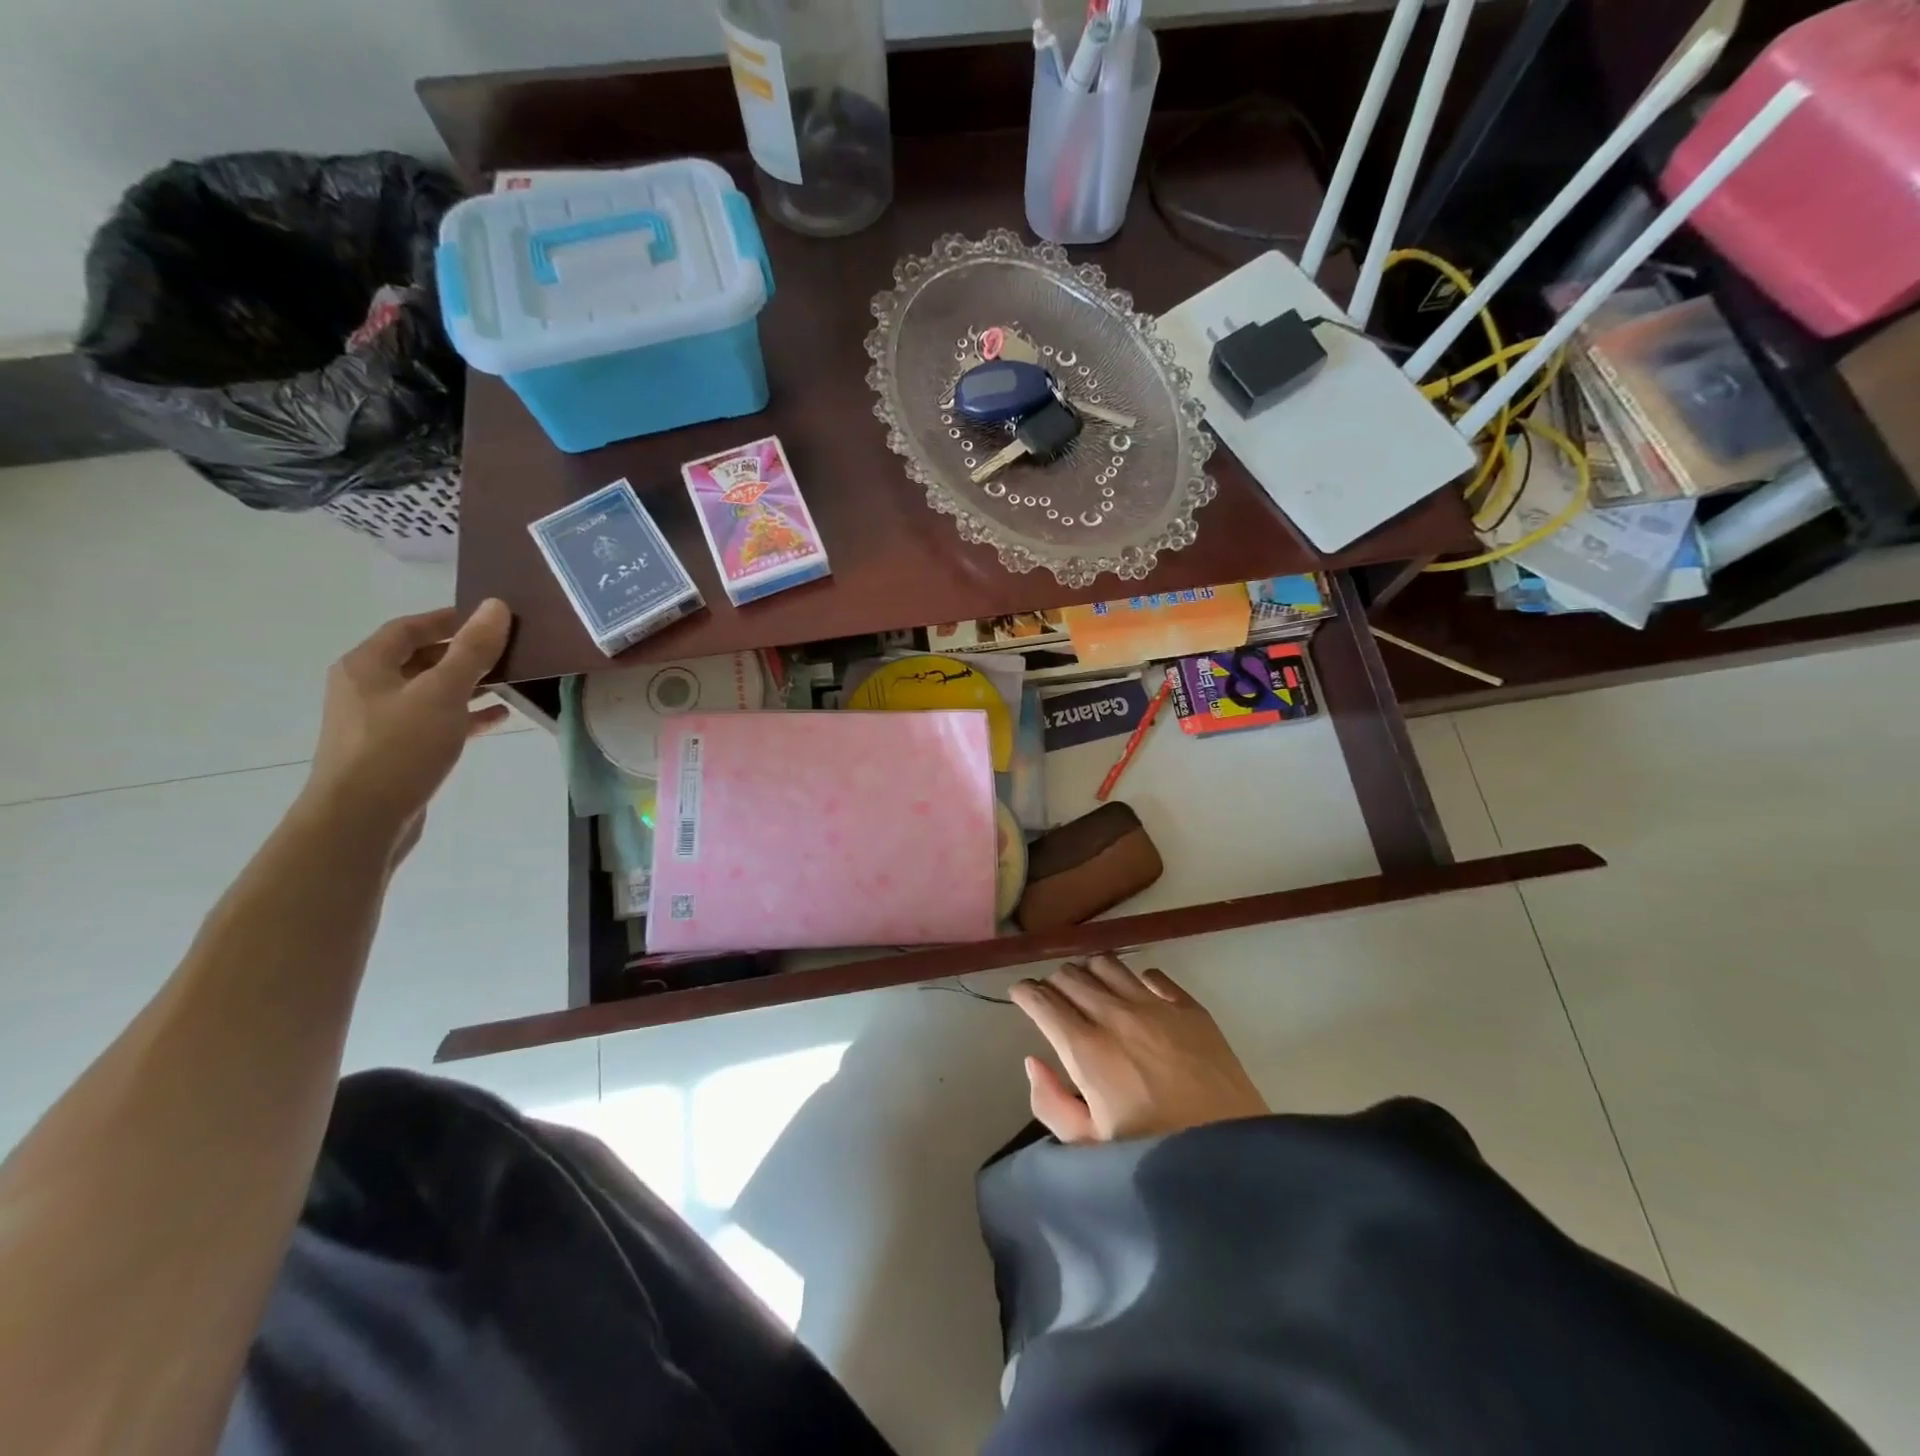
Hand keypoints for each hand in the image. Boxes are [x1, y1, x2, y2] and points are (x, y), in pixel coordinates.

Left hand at [301, 602, 512, 850]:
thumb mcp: (442, 693)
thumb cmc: (399, 748)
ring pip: (431, 692)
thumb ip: (472, 650)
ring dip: (468, 685)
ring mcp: (379, 723)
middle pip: (420, 659)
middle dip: (464, 653)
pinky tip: (497, 718)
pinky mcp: (396, 752)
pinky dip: (465, 716)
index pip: (409, 628)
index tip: (490, 618)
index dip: (448, 619)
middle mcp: (367, 689)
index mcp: (367, 666)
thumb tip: (495, 606)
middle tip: (508, 650)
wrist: (361, 821)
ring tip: (510, 682)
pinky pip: (436, 722)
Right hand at [1010, 955, 1268, 1144]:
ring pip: (1107, 964)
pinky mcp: (1190, 1008)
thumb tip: (1033, 1060)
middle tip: (1053, 999)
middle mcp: (1116, 1015)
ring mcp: (1157, 1006)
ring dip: (1089, 972)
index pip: (1042, 999)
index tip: (1020, 995)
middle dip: (1053, 983)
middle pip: (1071, 976)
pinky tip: (1136, 997)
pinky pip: (1152, 974)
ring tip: (1089, 990)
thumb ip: (1051, 1103)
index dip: (1025, 992)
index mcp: (1086, 1050)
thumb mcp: (1089, 1147)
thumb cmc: (1154, 1159)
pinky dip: (1134, 979)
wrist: (1234, 1160)